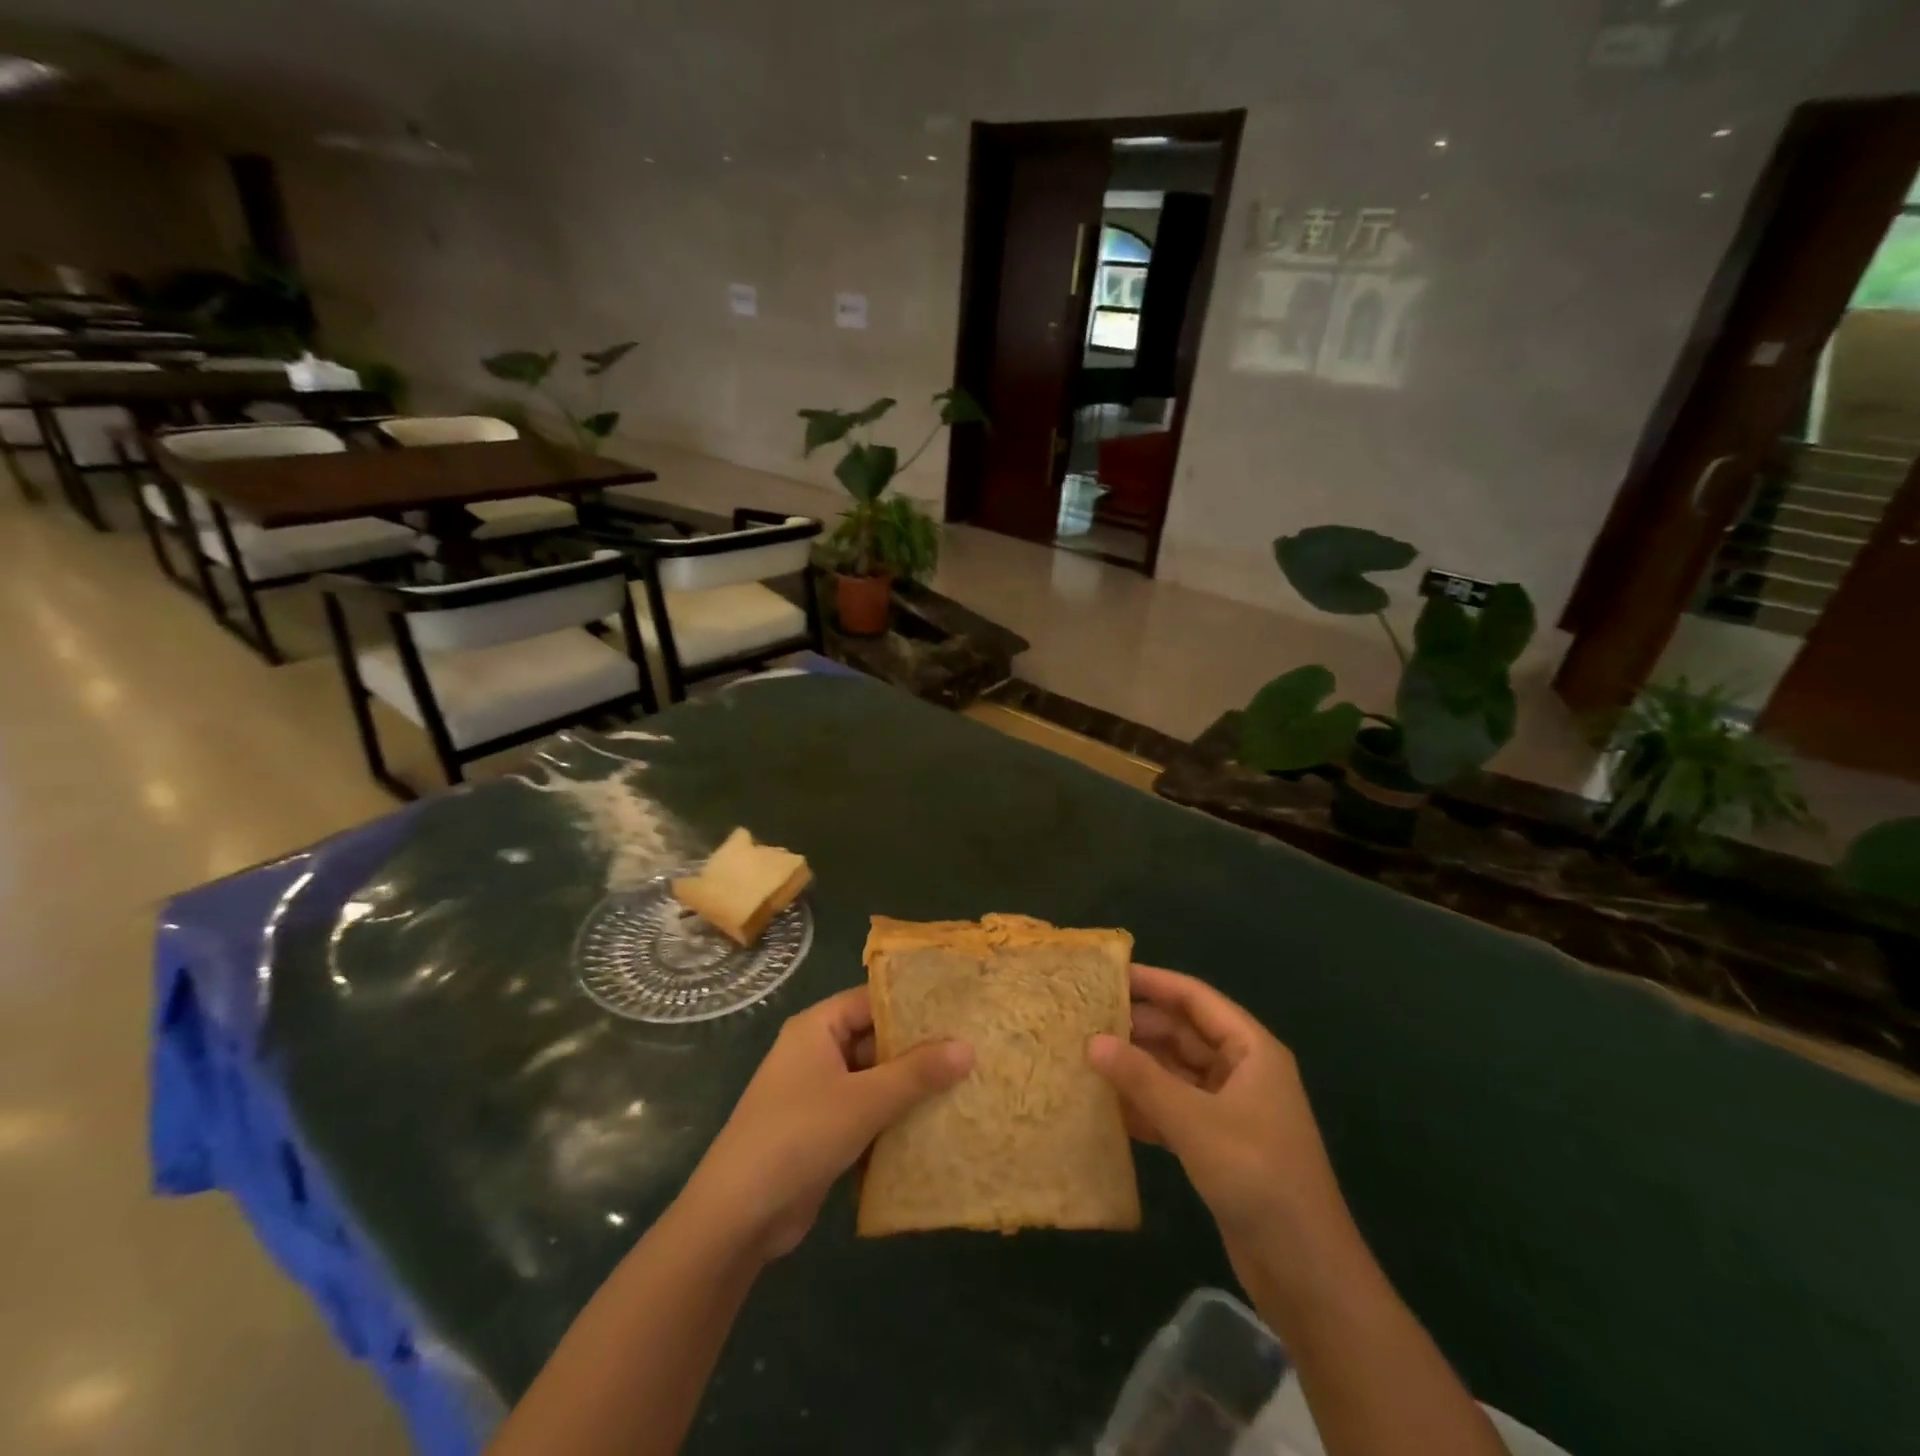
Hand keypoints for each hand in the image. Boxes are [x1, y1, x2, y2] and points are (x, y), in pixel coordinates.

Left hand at [680, 986, 971, 1261]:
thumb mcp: (864, 1100)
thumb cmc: (798, 1136)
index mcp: (818, 1028)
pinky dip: (894, 1118)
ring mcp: (819, 1094)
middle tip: (973, 1050)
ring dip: (911, 1088)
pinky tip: (936, 1125)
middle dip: (919, 1050)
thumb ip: (916, 1073)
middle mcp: (817, 1052)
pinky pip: (867, 1112)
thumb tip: (968, 1046)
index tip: (960, 1010)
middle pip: (876, 1040)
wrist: (737, 1217)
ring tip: (966, 1085)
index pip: (873, 1000)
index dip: (914, 1005)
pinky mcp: (823, 1131)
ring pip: (875, 1080)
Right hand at [1088, 965, 1346, 1284]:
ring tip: (1087, 1057)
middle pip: (1183, 1033)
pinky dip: (1145, 1105)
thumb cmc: (1258, 1178)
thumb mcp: (1196, 1123)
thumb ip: (1142, 1080)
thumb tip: (1092, 1041)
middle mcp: (1241, 1071)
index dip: (1154, 982)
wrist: (1307, 1276)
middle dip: (1138, 1026)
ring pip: (1175, 1072)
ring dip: (1137, 1067)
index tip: (1107, 974)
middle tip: (1084, 1019)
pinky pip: (1175, 1108)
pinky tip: (1107, 1107)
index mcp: (1251, 1051)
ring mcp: (1230, 1109)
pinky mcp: (1218, 1144)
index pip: (1196, 999)